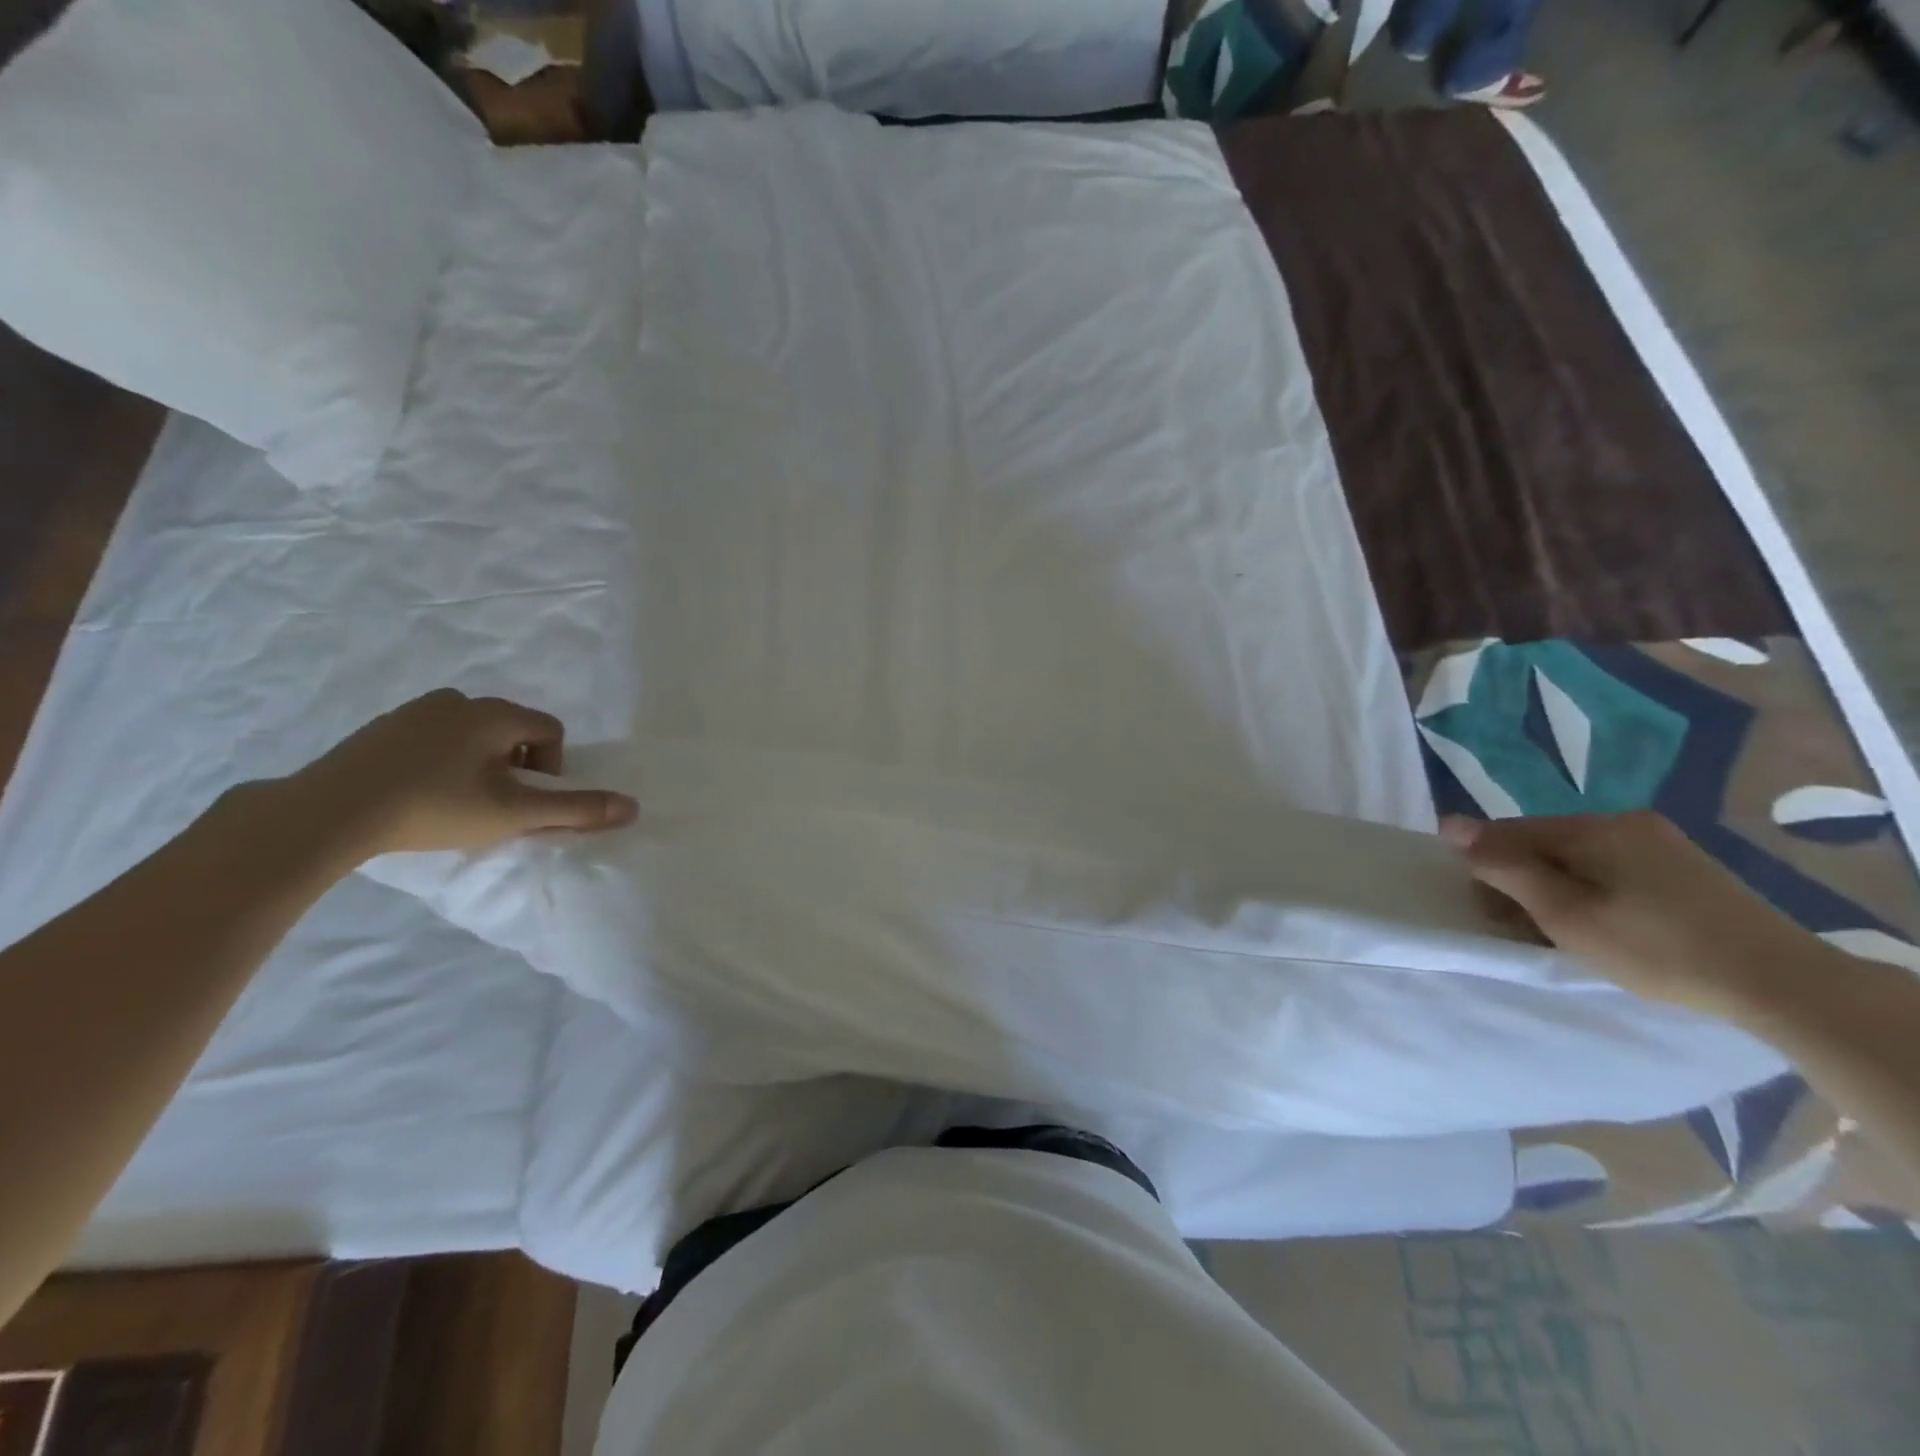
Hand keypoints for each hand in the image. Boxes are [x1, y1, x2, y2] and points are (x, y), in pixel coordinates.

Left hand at [274, 690, 637, 858]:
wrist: (329, 812)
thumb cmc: (435, 806)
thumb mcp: (514, 813)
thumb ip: (576, 809)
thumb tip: (633, 807)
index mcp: (496, 713)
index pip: (551, 731)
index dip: (551, 768)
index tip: (524, 800)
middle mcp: (459, 700)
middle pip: (513, 730)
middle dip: (516, 766)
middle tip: (495, 805)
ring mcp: (415, 711)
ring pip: (473, 735)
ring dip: (480, 764)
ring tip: (458, 802)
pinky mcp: (381, 729)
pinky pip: (434, 739)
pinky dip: (441, 763)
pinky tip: (420, 794)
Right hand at [1442, 810, 1837, 1018]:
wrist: (1781, 983)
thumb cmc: (1655, 948)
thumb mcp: (1564, 912)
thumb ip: (1504, 866)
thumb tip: (1449, 824)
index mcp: (1593, 826)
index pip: (1509, 831)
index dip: (1485, 866)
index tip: (1483, 908)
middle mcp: (1624, 821)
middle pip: (1543, 842)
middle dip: (1520, 879)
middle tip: (1518, 926)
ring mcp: (1660, 842)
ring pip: (1576, 857)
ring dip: (1554, 888)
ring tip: (1558, 930)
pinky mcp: (1683, 867)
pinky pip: (1610, 867)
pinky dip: (1589, 890)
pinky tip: (1600, 923)